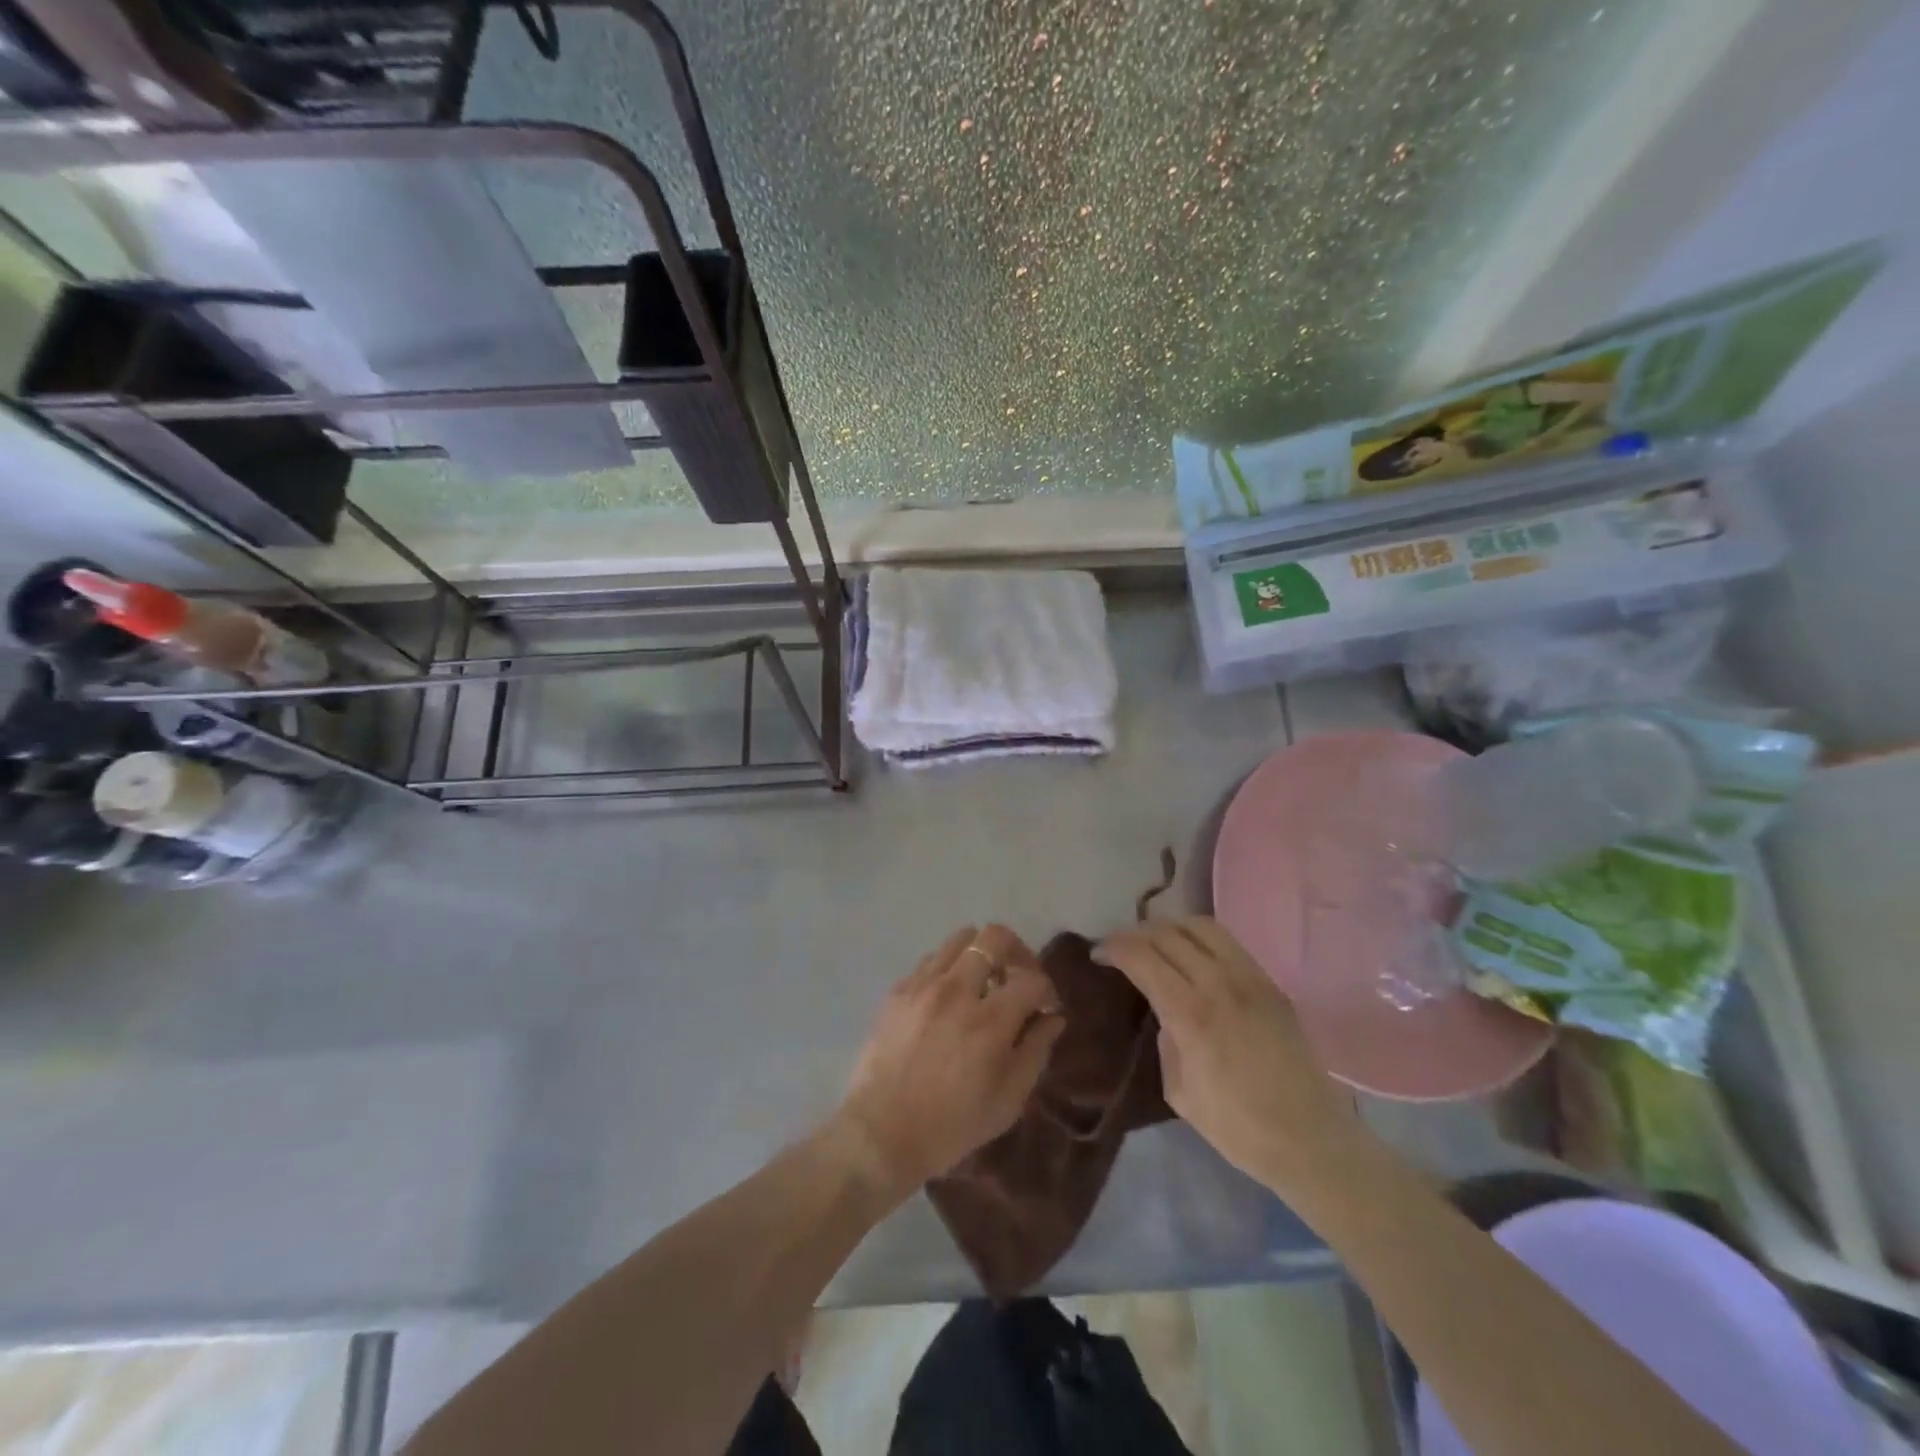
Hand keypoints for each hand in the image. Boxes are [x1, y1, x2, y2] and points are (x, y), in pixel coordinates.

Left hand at [834, 925, 1064, 1200]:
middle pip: (994, 937)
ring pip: (960, 939)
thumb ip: (1036, 1050)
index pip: (1032, 979)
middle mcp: (956, 990)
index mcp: (989, 1021)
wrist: (880, 1134)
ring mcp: (923, 986)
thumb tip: (1052, 1017)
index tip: (1044, 1008)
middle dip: (1016, 951)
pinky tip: (949, 1000)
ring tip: (982, 984)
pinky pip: (931, 961)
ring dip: (980, 954)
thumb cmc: (952, 1126)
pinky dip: (949, 970)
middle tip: (1017, 977)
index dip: (1047, 990)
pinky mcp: (898, 990)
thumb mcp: (1009, 1099)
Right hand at [1095, 917, 1356, 1190]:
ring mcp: (1250, 978)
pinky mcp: (1270, 983)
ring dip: (1168, 926)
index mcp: (1192, 1015)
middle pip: (1167, 934)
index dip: (1114, 947)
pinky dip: (1199, 937)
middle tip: (1118, 947)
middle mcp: (1220, 984)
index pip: (1143, 956)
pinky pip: (1228, 942)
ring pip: (1201, 926)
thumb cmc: (1238, 1128)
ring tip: (1154, 941)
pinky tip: (1190, 954)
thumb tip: (1163, 1012)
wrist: (1311, 1140)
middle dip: (1134, 934)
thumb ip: (1165, 1041)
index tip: (1098, 954)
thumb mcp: (1179, 1092)